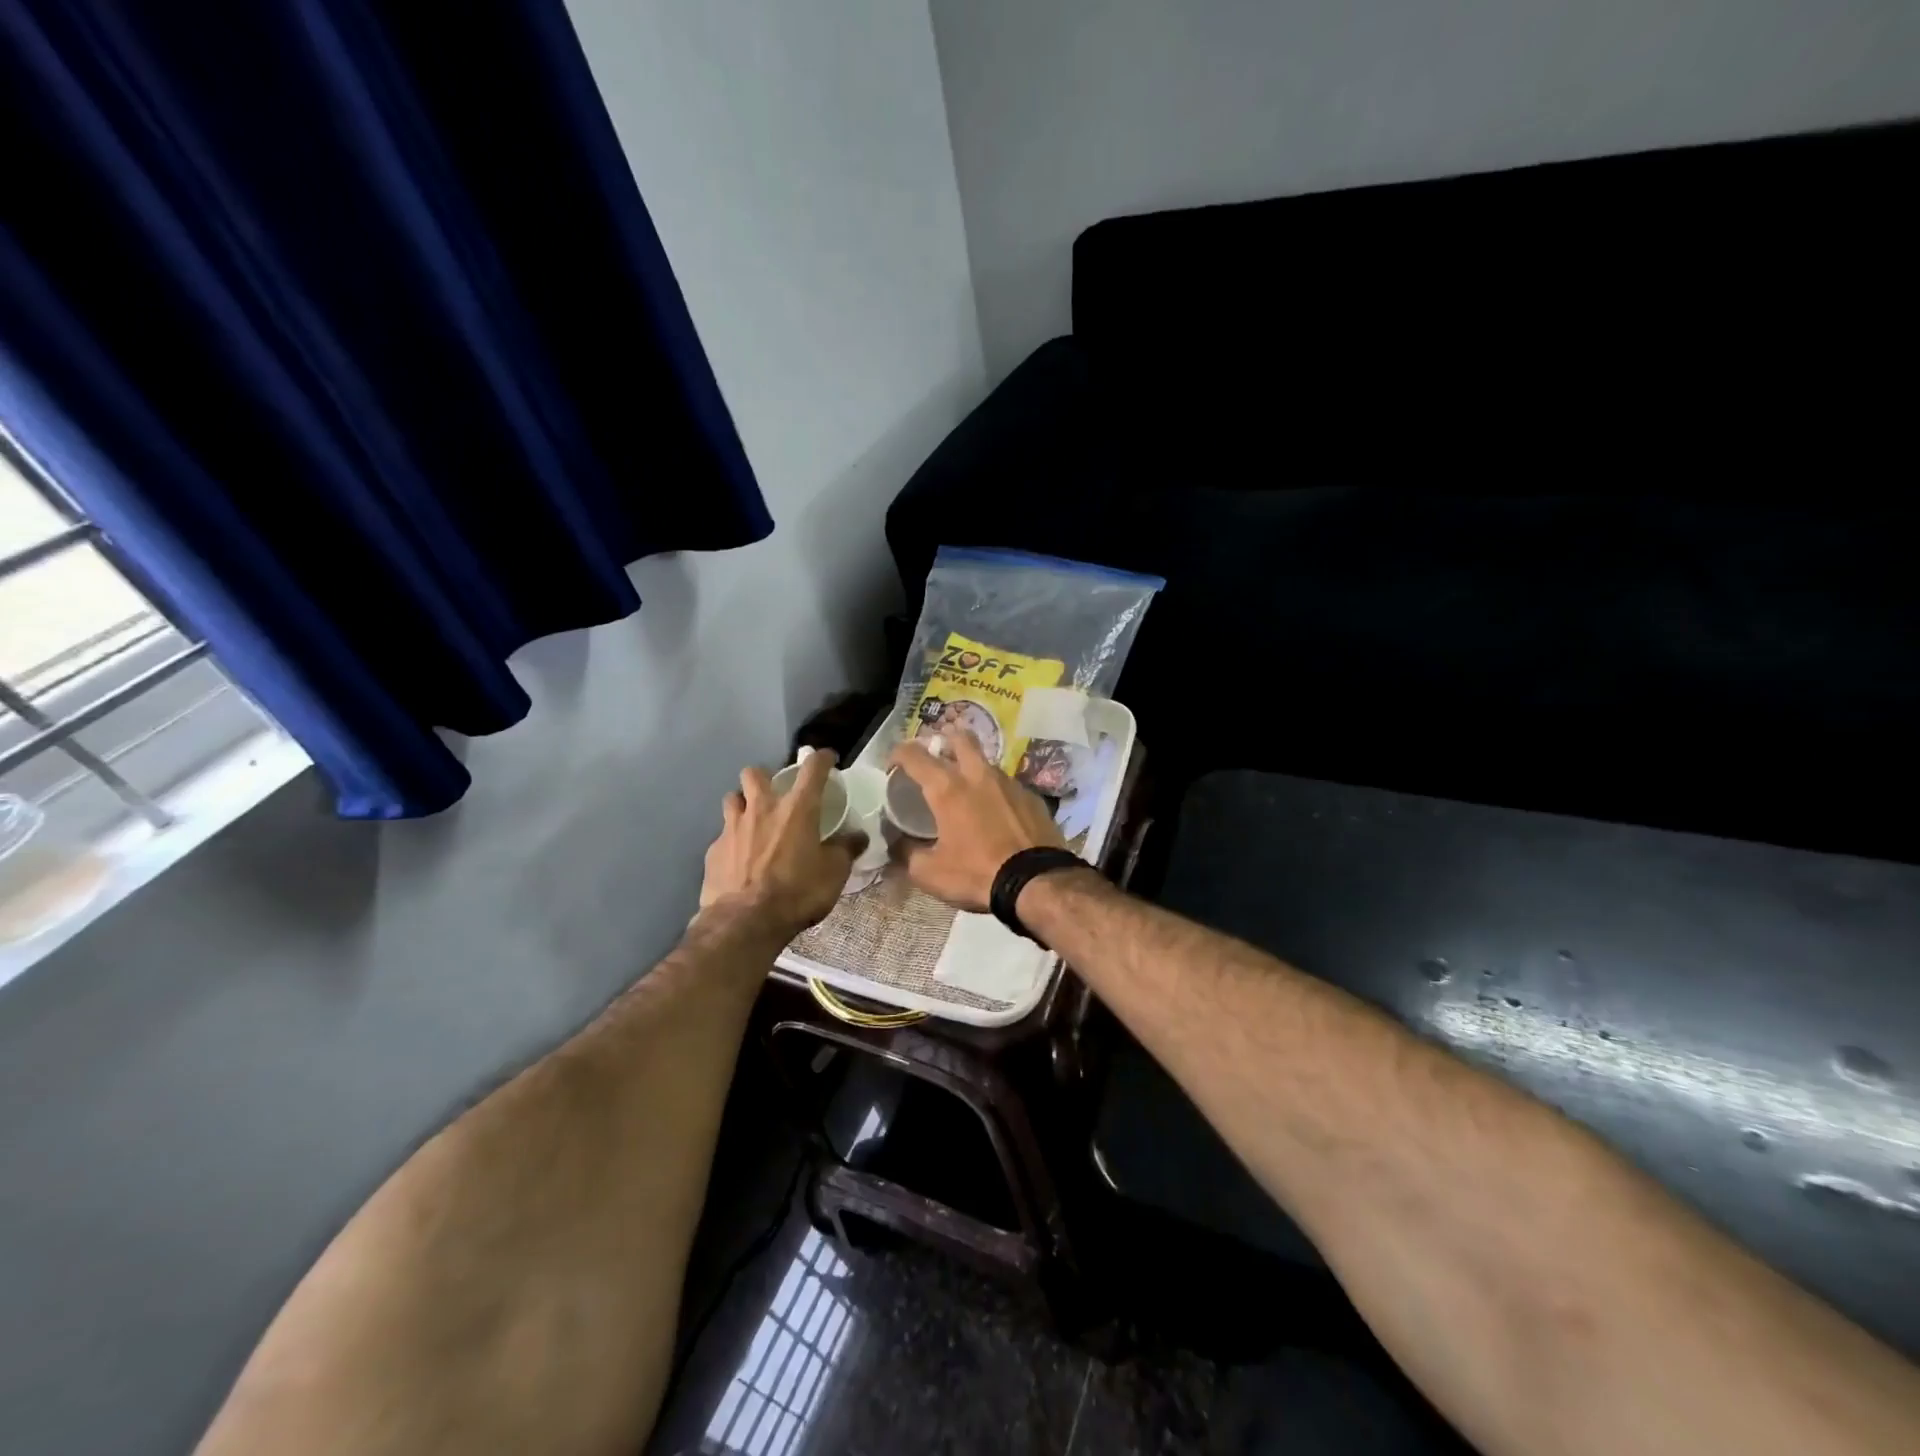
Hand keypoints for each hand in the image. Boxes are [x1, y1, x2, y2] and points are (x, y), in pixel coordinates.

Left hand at [700, 751, 862, 934]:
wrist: (745, 922)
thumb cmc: (797, 892)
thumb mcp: (834, 873)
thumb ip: (846, 850)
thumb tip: (858, 836)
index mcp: (797, 809)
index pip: (812, 769)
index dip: (822, 758)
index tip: (827, 758)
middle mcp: (762, 808)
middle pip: (755, 773)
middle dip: (765, 777)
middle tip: (775, 794)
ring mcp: (732, 827)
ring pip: (732, 798)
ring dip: (742, 804)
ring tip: (752, 821)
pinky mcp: (713, 850)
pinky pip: (722, 835)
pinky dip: (732, 841)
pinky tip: (739, 858)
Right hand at [886, 731, 1065, 911]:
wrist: (1036, 882)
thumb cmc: (976, 874)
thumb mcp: (929, 873)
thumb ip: (907, 853)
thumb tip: (898, 843)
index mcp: (947, 788)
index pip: (915, 755)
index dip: (898, 753)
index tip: (893, 765)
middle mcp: (978, 775)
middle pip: (960, 737)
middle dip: (945, 741)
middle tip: (937, 760)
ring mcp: (1009, 783)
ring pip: (986, 762)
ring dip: (973, 770)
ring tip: (968, 794)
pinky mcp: (1032, 797)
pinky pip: (1008, 786)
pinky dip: (996, 794)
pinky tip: (997, 815)